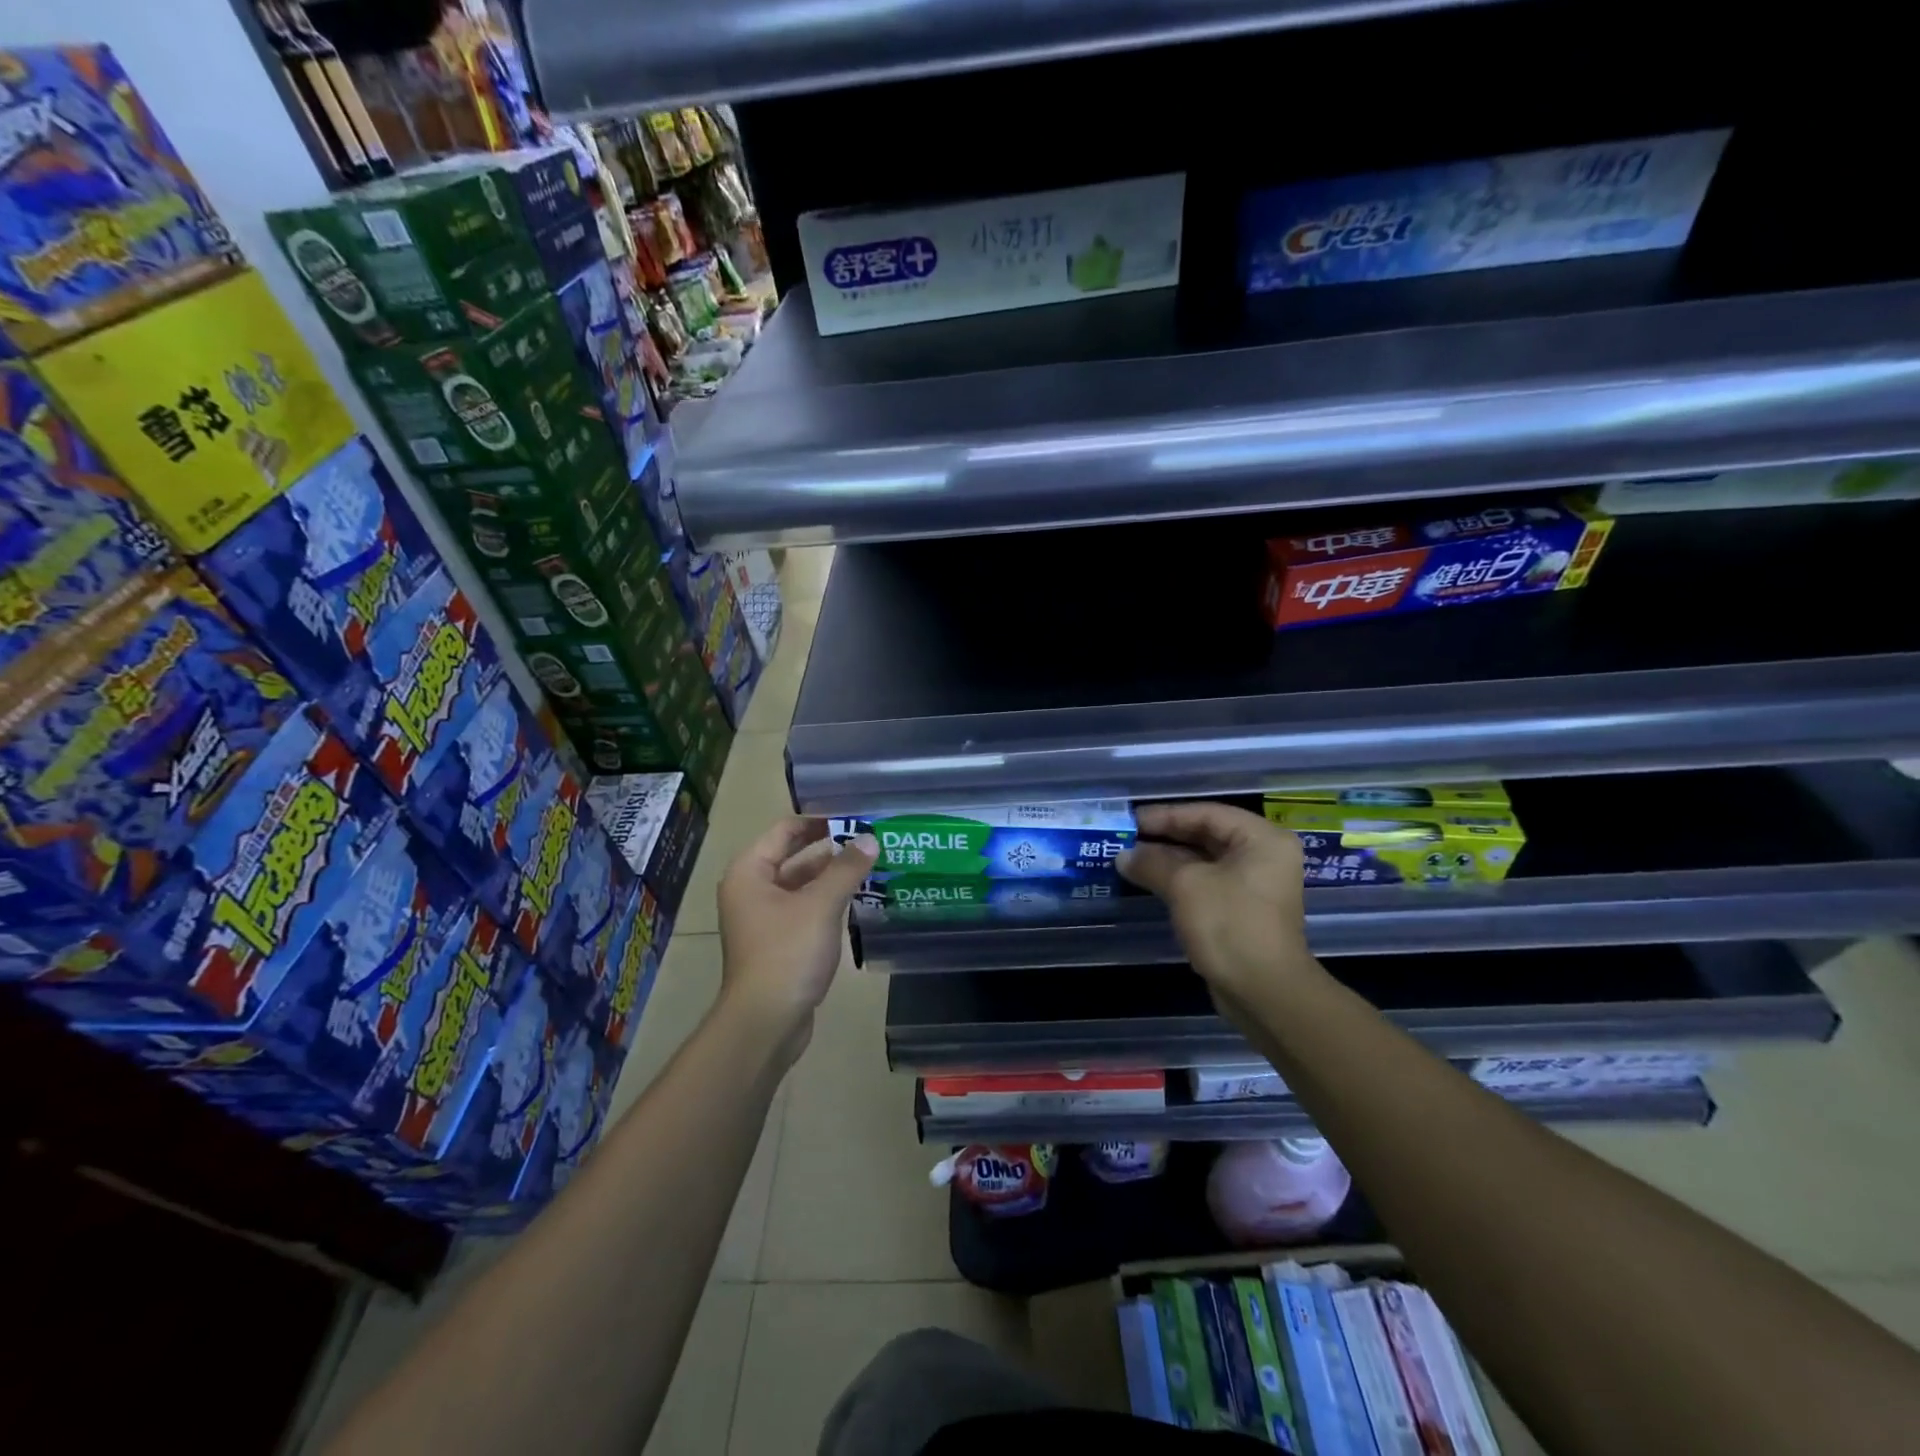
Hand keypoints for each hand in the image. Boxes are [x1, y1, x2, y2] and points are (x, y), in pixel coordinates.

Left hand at [716, 817, 877, 1062]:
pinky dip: (828, 901)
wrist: (766, 1022)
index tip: (855, 816)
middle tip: (870, 839)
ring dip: (832, 876)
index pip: (785, 830)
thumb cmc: (787, 953)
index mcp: (749, 872)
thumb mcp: (821, 905)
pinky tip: (859, 899)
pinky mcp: (779, 942)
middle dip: (831, 849)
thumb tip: (870, 838)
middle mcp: (751, 889)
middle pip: (794, 856)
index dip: (819, 821)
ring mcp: (764, 918)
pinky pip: (805, 909)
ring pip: (802, 884)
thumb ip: (846, 869)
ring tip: (872, 865)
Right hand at [1117, 801, 1316, 1008]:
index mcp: (1261, 839)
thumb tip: (1123, 855)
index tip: (1132, 820)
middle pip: (1207, 835)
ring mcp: (1255, 886)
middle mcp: (1264, 857)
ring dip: (1169, 861)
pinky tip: (1150, 882)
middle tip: (1127, 838)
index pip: (1207, 813)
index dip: (1166, 815)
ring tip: (1131, 860)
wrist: (1264, 992)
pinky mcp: (1243, 911)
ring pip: (1205, 862)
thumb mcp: (1185, 886)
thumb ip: (1152, 863)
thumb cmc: (1229, 924)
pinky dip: (1180, 881)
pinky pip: (1208, 884)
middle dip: (1165, 837)